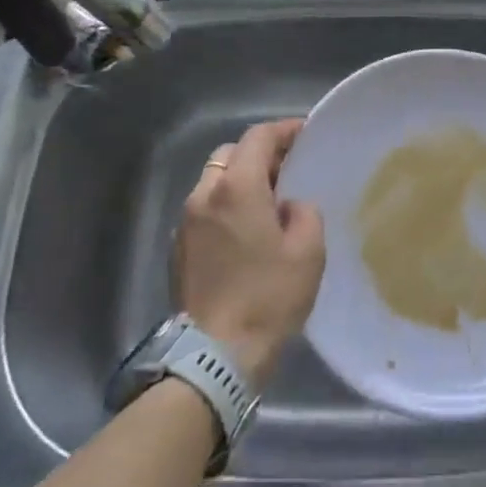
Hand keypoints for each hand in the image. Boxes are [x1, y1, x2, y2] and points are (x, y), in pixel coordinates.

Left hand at [175, 120, 325, 388]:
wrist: (214, 356)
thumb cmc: (268, 298)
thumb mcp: (308, 252)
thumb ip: (303, 212)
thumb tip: (287, 207)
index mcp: (237, 187)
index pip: (258, 137)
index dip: (284, 130)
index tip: (306, 133)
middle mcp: (204, 194)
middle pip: (231, 154)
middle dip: (259, 154)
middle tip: (288, 169)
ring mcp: (185, 222)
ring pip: (213, 180)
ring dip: (239, 180)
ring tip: (267, 201)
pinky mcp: (177, 249)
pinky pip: (204, 209)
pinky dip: (224, 206)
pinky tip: (244, 231)